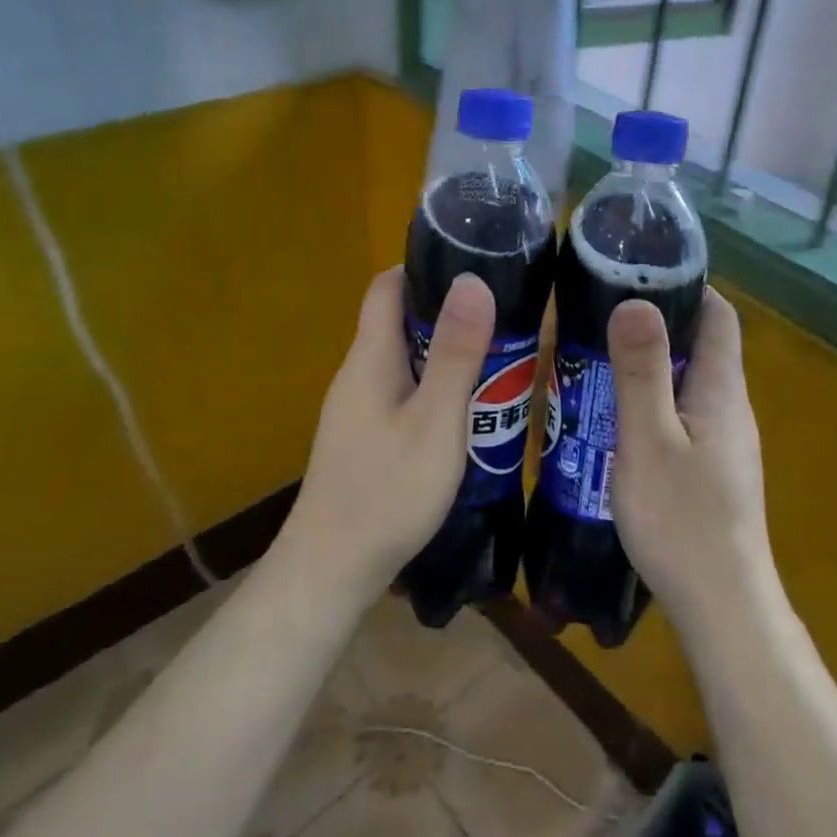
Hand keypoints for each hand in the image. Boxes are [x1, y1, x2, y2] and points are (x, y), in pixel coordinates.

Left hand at [278, 267, 495, 598]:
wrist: (332, 571)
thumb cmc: (388, 491)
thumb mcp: (435, 420)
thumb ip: (455, 352)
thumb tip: (472, 279)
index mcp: (370, 357)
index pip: (388, 287)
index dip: (425, 268)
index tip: (474, 266)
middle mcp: (358, 374)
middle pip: (400, 322)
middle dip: (448, 315)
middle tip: (504, 321)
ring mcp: (358, 410)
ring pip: (405, 362)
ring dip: (446, 356)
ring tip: (499, 364)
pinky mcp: (364, 439)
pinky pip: (403, 395)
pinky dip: (435, 391)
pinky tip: (467, 414)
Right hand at [607, 288, 772, 632]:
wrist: (722, 607)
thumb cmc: (681, 519)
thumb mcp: (649, 439)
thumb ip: (642, 371)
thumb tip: (636, 299)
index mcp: (722, 389)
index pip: (719, 314)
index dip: (687, 285)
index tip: (639, 272)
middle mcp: (731, 407)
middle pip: (704, 344)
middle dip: (660, 320)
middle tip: (602, 311)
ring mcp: (725, 441)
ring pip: (691, 381)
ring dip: (653, 362)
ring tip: (599, 355)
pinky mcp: (713, 468)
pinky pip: (684, 413)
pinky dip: (654, 397)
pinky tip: (616, 414)